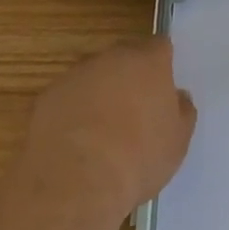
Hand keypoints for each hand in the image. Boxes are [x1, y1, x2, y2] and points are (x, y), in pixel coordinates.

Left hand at [19, 36, 196, 220]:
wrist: (75, 184)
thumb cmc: (138, 158)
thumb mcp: (178, 141)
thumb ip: (181, 110)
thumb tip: (177, 97)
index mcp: (148, 61)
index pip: (160, 45)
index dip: (162, 64)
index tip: (162, 87)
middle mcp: (111, 58)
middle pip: (124, 57)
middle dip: (129, 76)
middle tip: (134, 110)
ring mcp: (75, 76)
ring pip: (93, 77)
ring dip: (99, 94)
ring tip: (101, 132)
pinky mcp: (47, 97)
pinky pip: (67, 98)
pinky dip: (73, 113)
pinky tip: (76, 143)